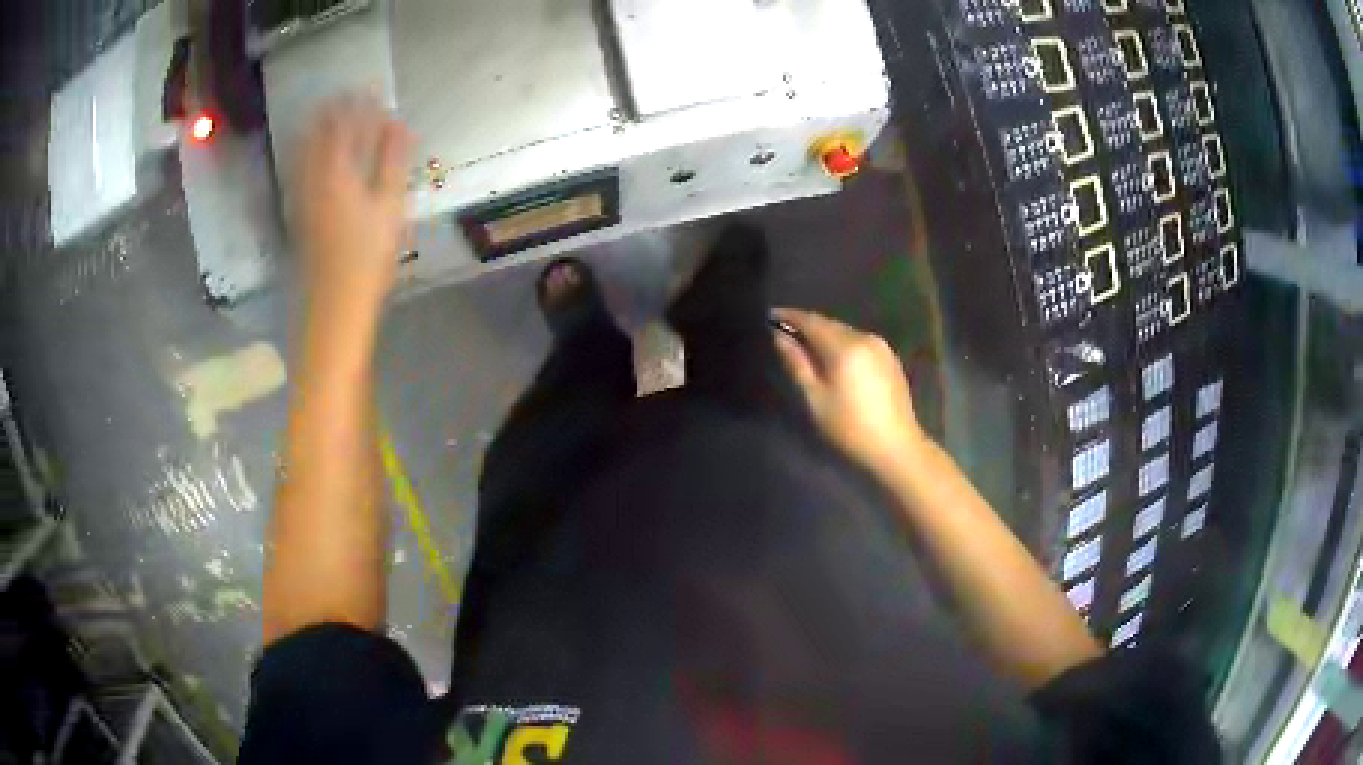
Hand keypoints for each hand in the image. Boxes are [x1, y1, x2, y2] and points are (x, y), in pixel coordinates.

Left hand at [294, 95, 412, 313]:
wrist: (333, 300)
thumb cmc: (367, 255)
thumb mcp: (389, 206)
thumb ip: (393, 162)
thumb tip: (400, 125)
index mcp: (338, 172)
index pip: (347, 126)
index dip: (360, 104)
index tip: (371, 86)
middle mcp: (313, 177)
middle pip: (319, 134)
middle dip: (333, 110)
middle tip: (345, 91)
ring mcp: (301, 195)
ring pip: (303, 150)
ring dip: (315, 127)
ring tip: (325, 110)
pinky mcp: (297, 211)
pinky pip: (296, 169)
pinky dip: (303, 150)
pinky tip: (307, 149)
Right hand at [773, 308, 926, 475]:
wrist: (895, 447)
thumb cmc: (849, 427)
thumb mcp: (815, 398)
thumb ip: (797, 363)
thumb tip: (780, 337)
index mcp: (845, 346)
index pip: (812, 321)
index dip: (790, 317)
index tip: (770, 316)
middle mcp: (864, 337)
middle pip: (830, 324)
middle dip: (807, 326)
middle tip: (784, 332)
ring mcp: (881, 347)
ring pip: (845, 333)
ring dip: (825, 336)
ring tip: (806, 347)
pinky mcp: (890, 358)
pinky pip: (859, 343)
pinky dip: (842, 345)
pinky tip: (834, 360)